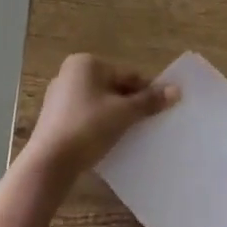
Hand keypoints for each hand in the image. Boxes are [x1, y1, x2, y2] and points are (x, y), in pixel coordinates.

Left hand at [23, 54, 177, 185]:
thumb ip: (149, 101)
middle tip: (147, 124)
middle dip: (130, 104)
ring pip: (99, 103)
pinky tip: (108, 141)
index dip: (146, 92)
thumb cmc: (88, 127)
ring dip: (115, 115)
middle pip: (113, 87)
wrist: (49, 163)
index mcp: (86, 63)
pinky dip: (99, 124)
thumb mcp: (124, 113)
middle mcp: (69, 73)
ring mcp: (59, 96)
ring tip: (130, 134)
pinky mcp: (54, 118)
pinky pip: (85, 115)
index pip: (127, 75)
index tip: (161, 109)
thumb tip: (176, 90)